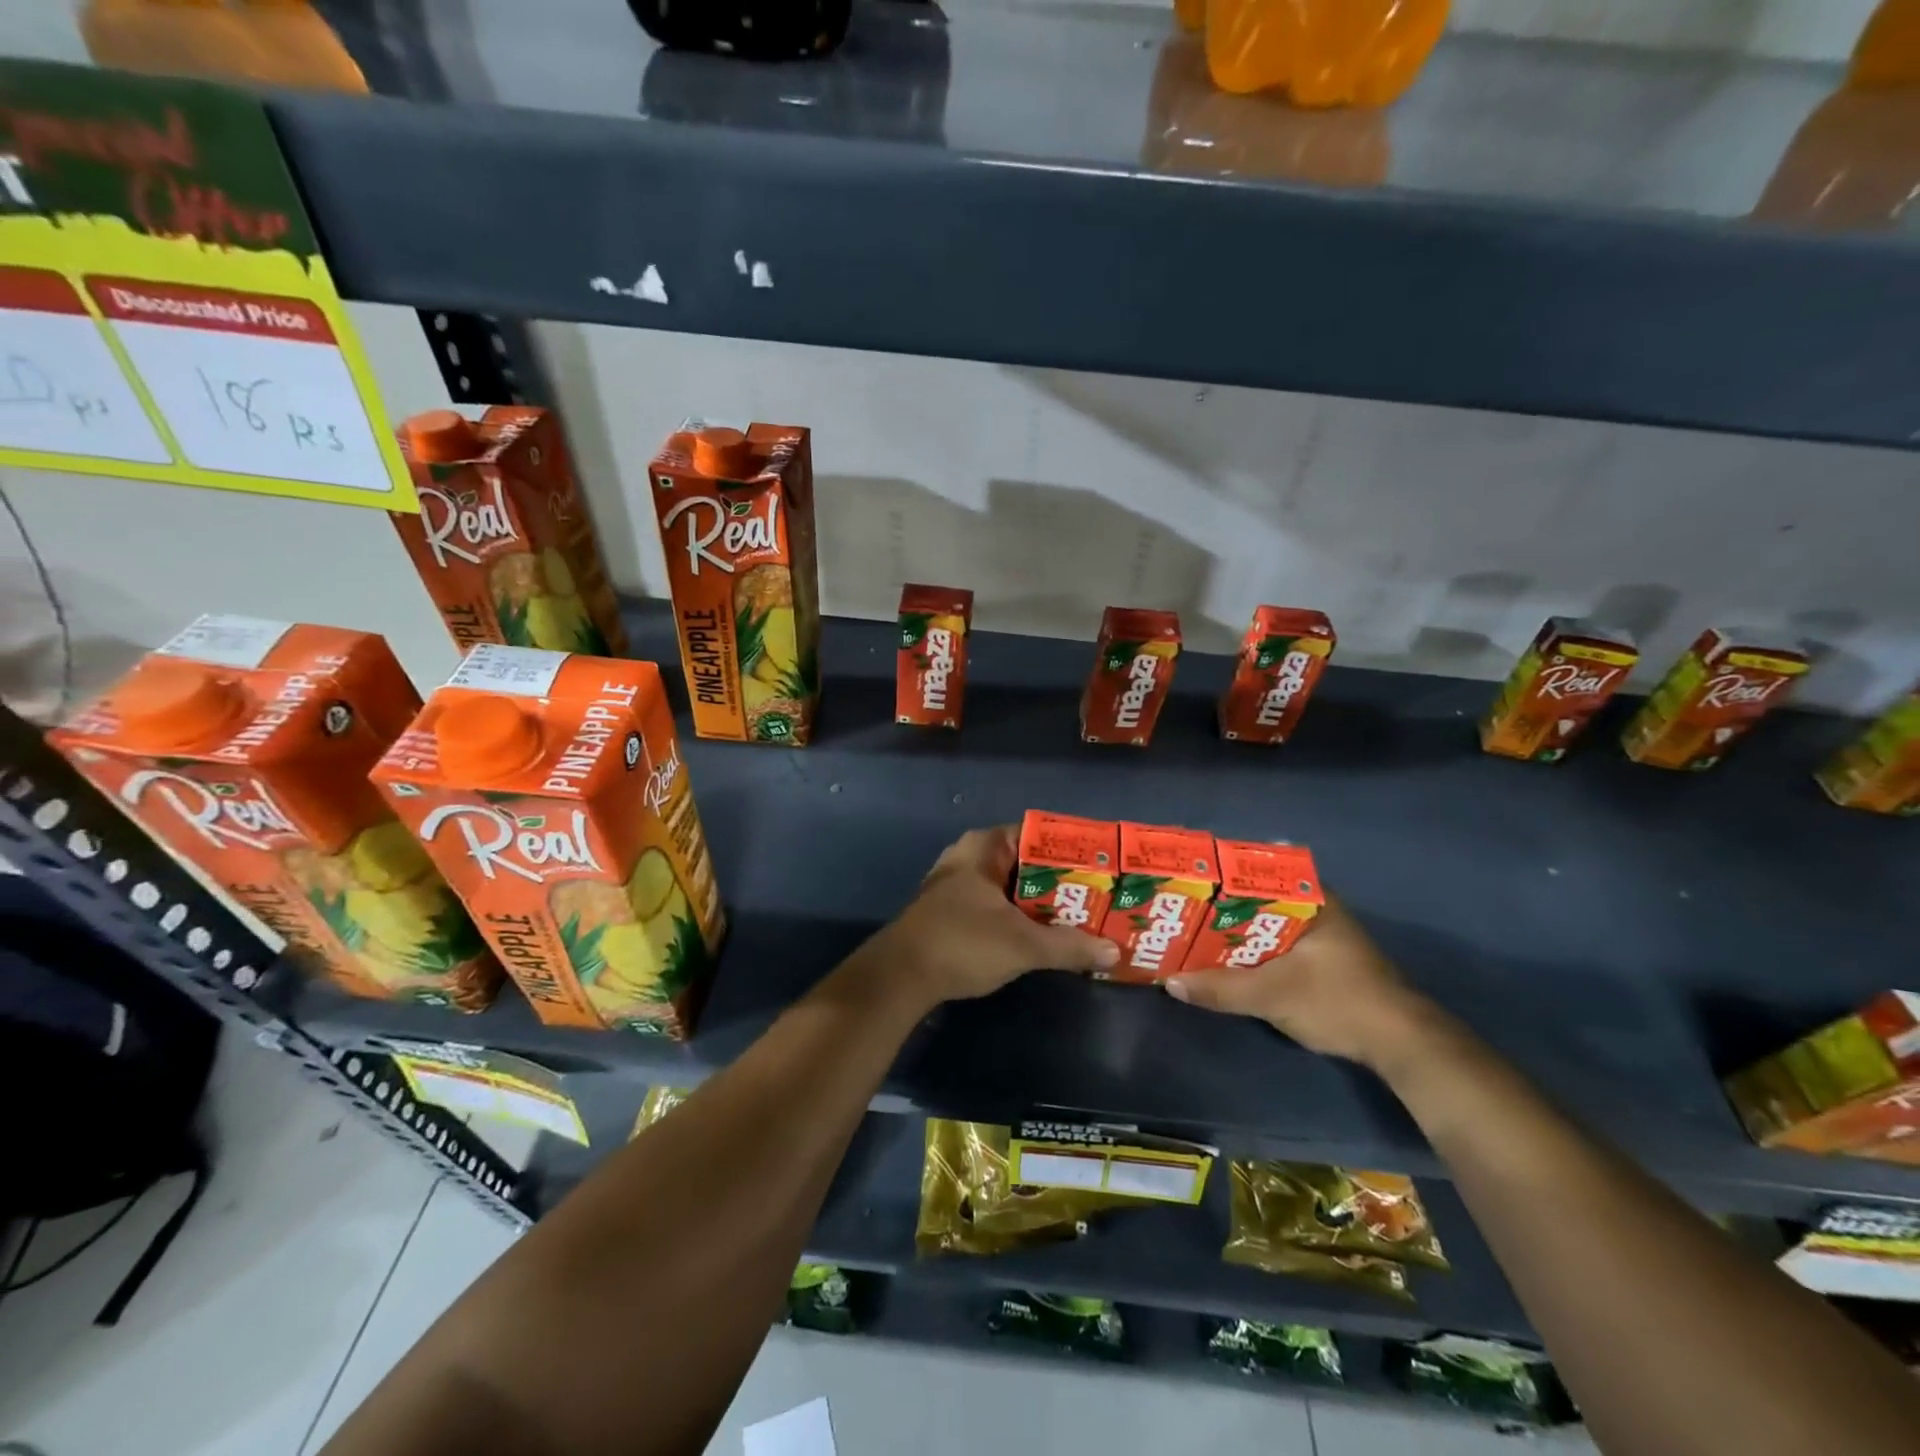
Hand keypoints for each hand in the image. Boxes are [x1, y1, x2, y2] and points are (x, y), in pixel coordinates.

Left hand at [864, 826, 1118, 1006]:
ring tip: (1079, 918)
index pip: (1037, 834)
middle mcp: (969, 857)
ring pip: (1010, 887)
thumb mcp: (1023, 945)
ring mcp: (957, 885)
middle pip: (1026, 863)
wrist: (899, 977)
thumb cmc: (962, 943)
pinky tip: (1042, 936)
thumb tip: (1113, 951)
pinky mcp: (951, 912)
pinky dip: (1019, 917)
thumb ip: (1069, 946)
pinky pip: (995, 905)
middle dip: (1060, 882)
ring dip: (1040, 903)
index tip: (1101, 868)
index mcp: (983, 847)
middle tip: (1098, 897)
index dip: (1070, 850)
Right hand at [1164, 896, 1438, 1068]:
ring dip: (1232, 931)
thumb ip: (1221, 988)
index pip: (1257, 870)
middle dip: (1219, 906)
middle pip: (1256, 899)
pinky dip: (1248, 950)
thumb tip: (1169, 982)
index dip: (1220, 874)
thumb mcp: (1273, 995)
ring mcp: (1320, 935)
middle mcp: (1315, 908)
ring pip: (1264, 924)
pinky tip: (1222, 959)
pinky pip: (1273, 944)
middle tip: (1179, 908)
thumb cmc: (1338, 1001)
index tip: (1187, 879)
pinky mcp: (1320, 961)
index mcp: (1311, 899)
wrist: (1400, 1045)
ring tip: (1189, 932)